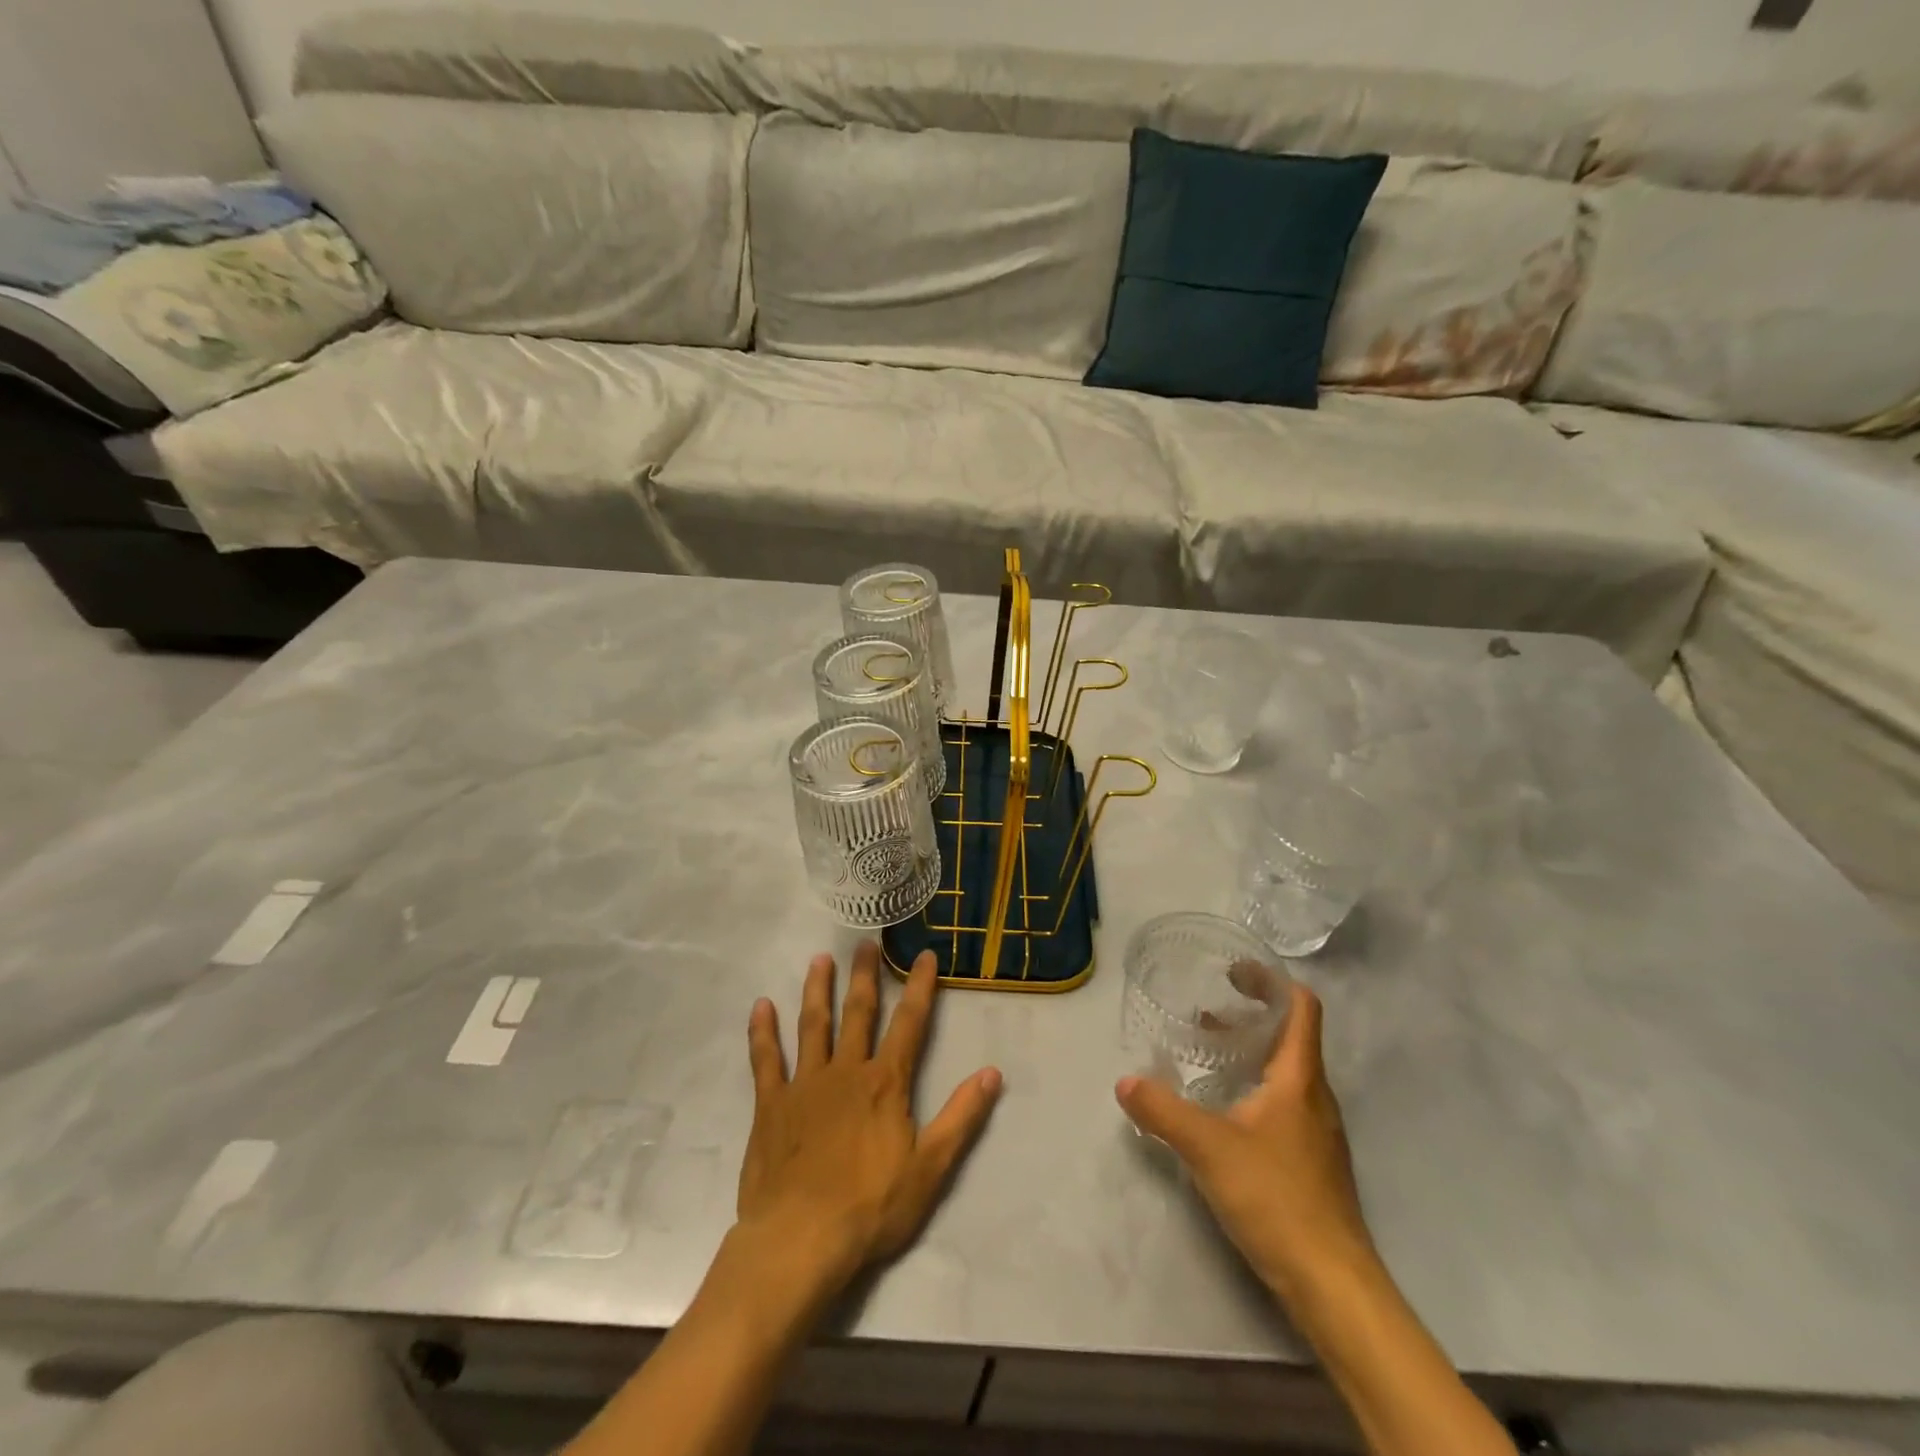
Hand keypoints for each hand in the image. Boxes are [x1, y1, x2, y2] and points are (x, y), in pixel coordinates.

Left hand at [737, 942, 1002, 1294]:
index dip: (920, 988)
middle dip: (865, 976)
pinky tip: (760, 1006)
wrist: (800, 1240)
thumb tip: (993, 1073)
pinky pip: (766, 1060)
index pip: (910, 1024)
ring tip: (821, 959)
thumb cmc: (871, 1207)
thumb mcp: (931, 1168)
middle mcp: (846, 1071)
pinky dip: (762, 1032)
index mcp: (885, 1083)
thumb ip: (962, 1117)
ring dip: (818, 990)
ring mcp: (805, 1084)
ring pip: (813, 1025)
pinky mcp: (771, 1105)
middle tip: (865, 943)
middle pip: (858, 1013)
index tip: (925, 955)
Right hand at [1117, 982, 1374, 1303]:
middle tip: (1207, 1010)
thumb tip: (1125, 1081)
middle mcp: (1315, 1097)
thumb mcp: (1208, 1148)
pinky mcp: (1312, 1162)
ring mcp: (1317, 1132)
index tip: (1233, 972)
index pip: (1302, 1008)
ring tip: (1208, 1052)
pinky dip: (1255, 1087)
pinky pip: (1284, 1104)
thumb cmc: (1277, 1199)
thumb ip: (1163, 1111)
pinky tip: (1223, 1109)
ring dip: (1251, 1052)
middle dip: (1251, 1015)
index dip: (1272, 981)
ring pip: (1286, 1073)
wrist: (1334, 1285)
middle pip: (1291, 1037)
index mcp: (1299, 1079)